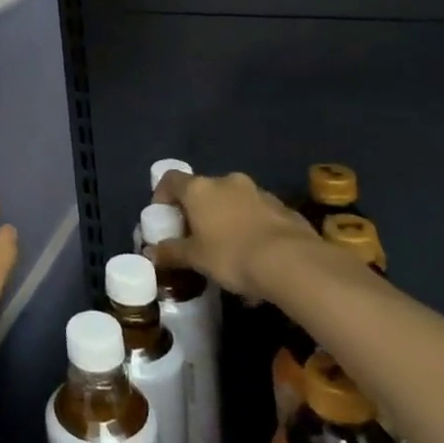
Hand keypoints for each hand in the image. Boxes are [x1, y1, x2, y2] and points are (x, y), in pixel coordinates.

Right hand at [148, 168, 314, 303]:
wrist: (293, 263)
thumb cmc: (232, 255)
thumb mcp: (196, 259)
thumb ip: (172, 252)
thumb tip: (150, 253)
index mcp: (200, 189)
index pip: (171, 179)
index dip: (162, 194)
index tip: (163, 215)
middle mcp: (227, 182)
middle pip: (204, 190)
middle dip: (198, 210)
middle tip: (196, 236)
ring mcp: (258, 192)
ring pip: (234, 202)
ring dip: (227, 219)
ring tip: (229, 251)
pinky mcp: (284, 208)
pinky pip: (259, 215)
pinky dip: (252, 229)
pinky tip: (256, 257)